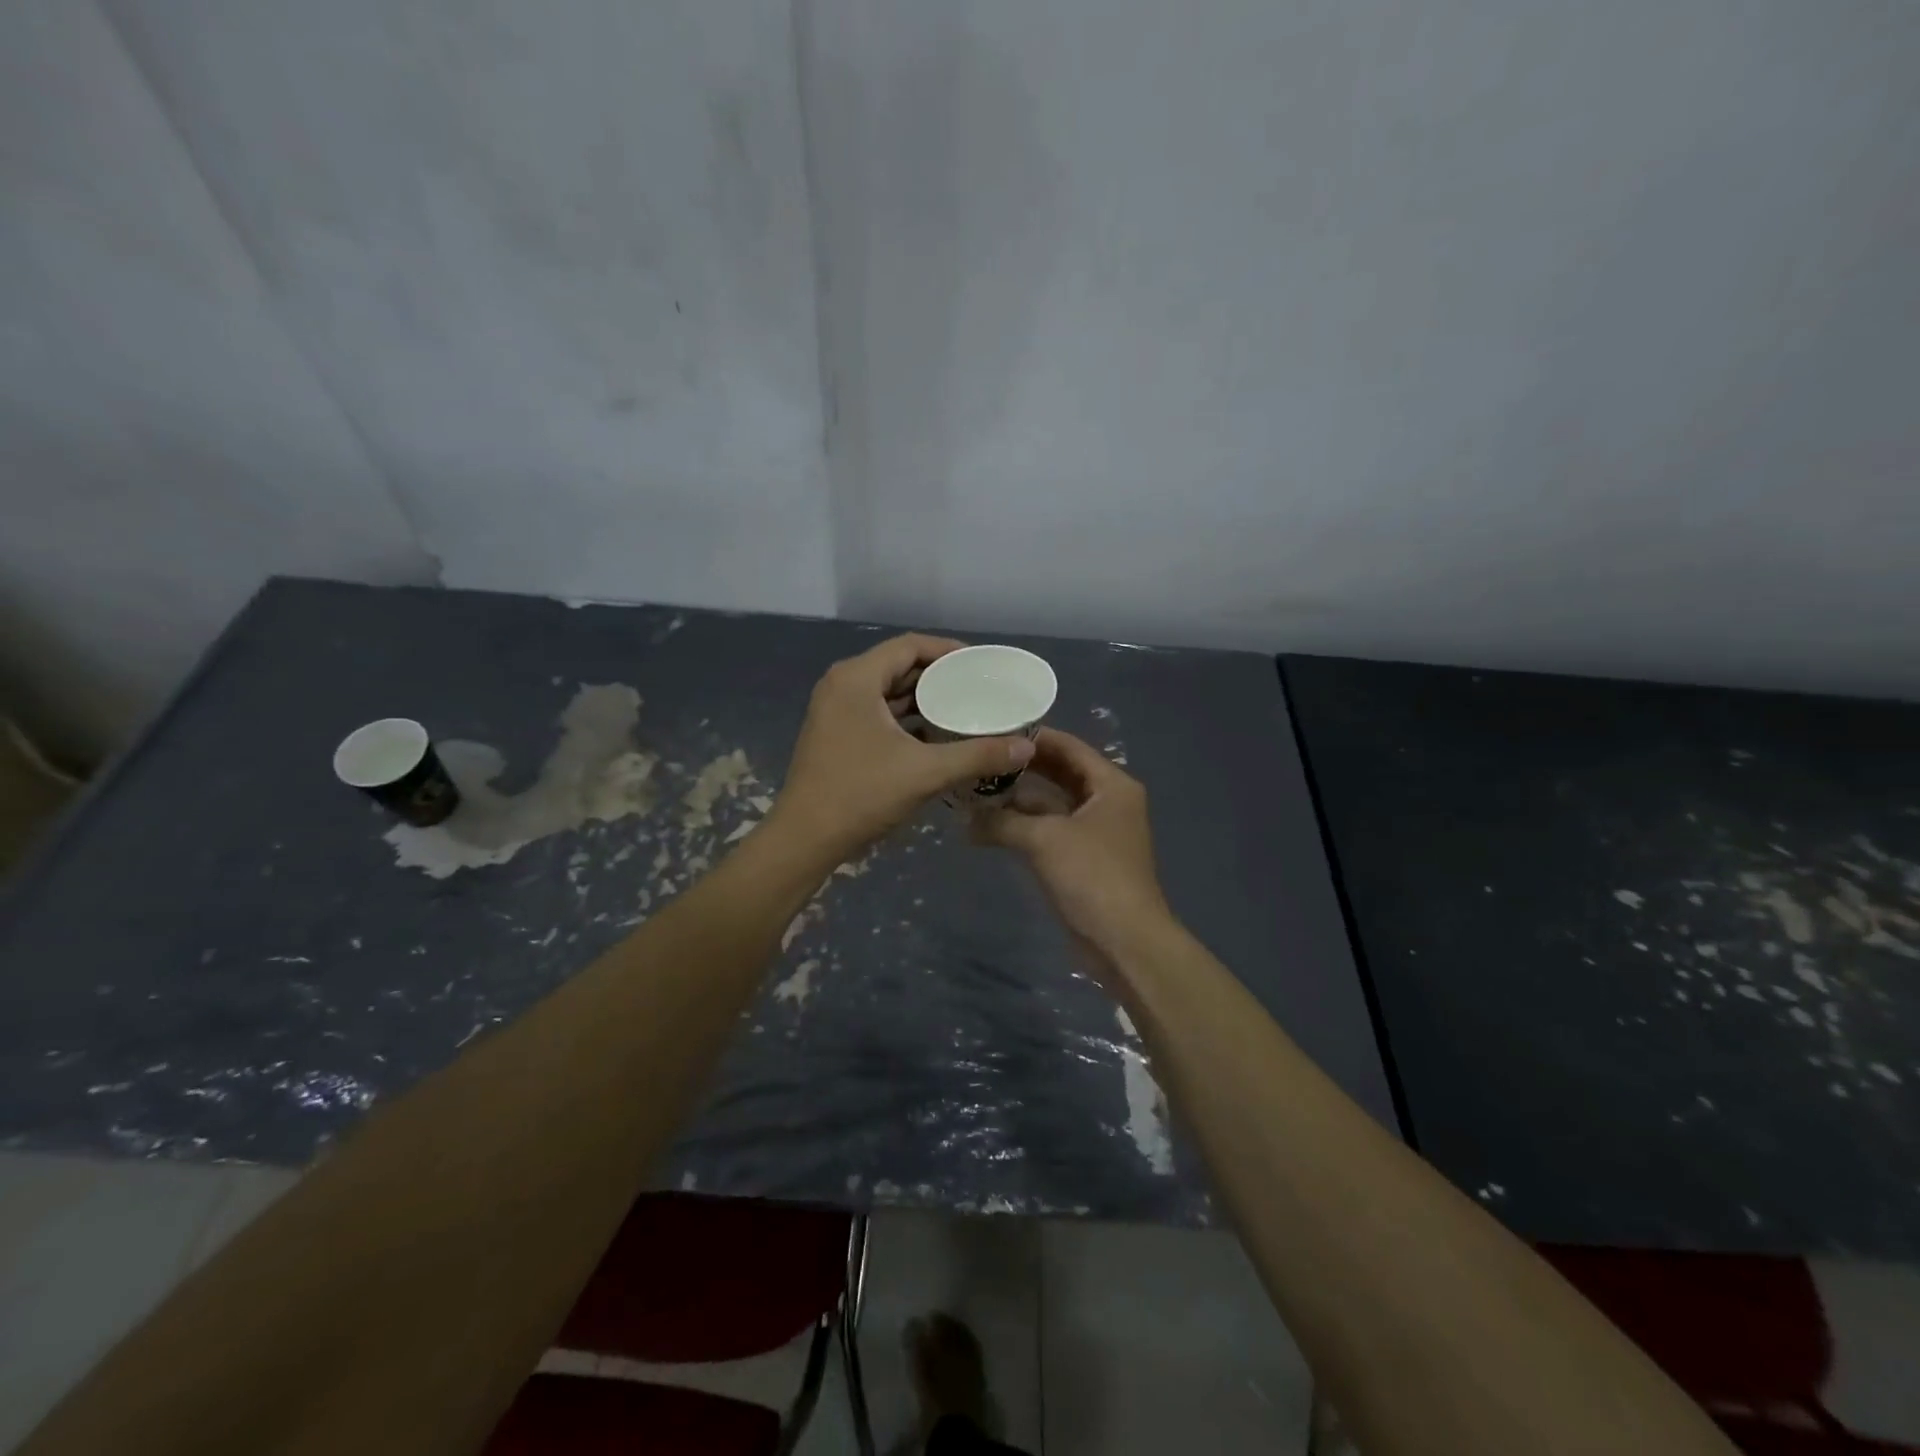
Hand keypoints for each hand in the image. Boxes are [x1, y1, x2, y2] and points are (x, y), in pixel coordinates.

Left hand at [772, 634, 1035, 860]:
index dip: (949, 651)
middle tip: (980, 688)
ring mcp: (835, 710)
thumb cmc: (861, 795)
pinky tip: (937, 735)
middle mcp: (842, 685)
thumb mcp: (925, 772)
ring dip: (924, 699)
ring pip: (889, 692)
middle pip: (899, 666)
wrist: (805, 839)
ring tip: (966, 709)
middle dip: (940, 677)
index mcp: (856, 678)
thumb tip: (1027, 747)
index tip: (982, 666)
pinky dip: (907, 719)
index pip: (910, 646)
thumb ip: (978, 755)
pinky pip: (879, 713)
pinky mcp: (836, 734)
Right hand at [972, 728, 1168, 953]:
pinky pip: (1049, 830)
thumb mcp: (1044, 840)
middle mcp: (1107, 801)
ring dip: (1018, 800)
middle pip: (1060, 773)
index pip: (1069, 746)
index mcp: (1111, 785)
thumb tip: (964, 818)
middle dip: (1022, 769)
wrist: (1123, 941)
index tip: (994, 729)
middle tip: (981, 757)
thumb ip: (1003, 821)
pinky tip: (989, 825)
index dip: (1033, 737)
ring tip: (976, 789)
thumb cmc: (1092, 876)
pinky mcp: (1082, 858)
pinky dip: (1023, 827)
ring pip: (1052, 804)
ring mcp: (1095, 831)